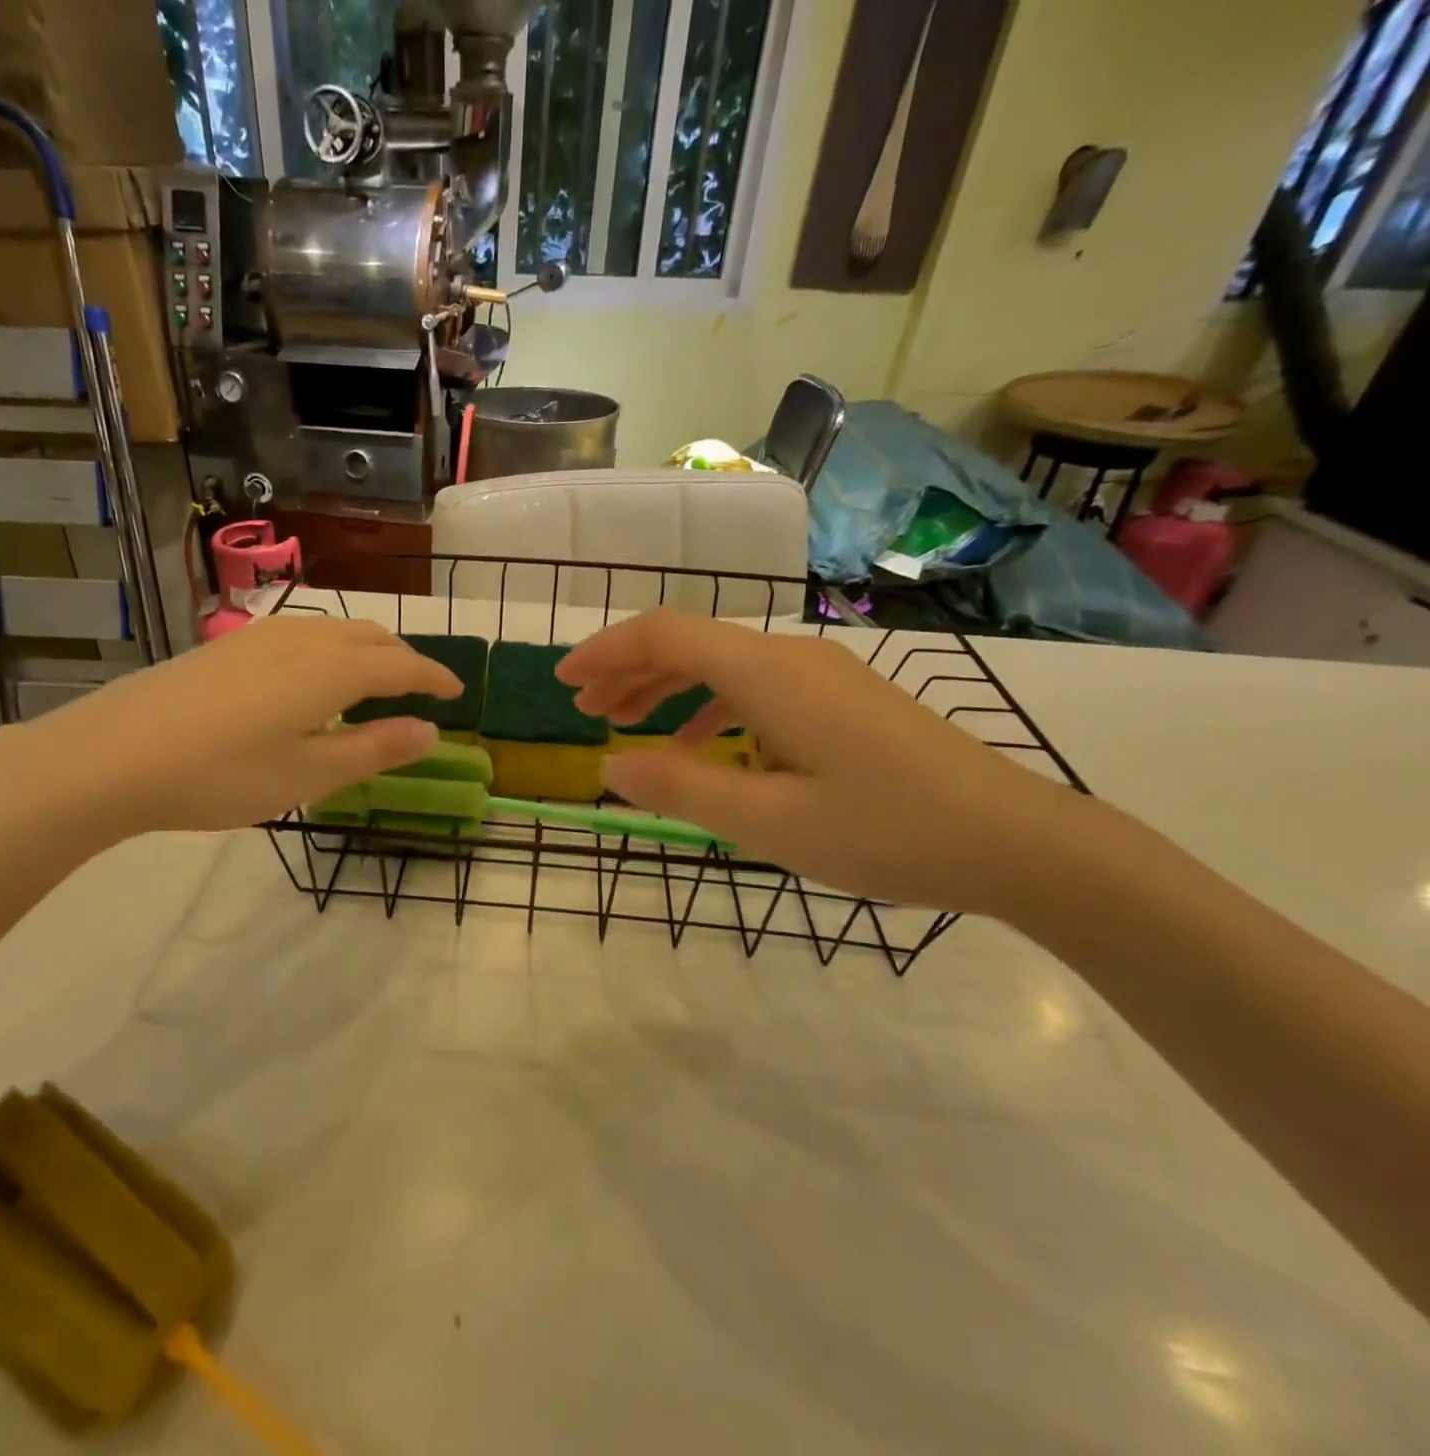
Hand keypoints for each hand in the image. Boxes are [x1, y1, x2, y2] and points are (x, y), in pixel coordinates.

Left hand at [0, 616, 461, 843]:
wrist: (112, 755)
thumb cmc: (221, 774)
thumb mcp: (309, 775)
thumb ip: (374, 750)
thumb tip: (431, 733)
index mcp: (332, 670)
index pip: (402, 666)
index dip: (435, 678)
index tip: (458, 692)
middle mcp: (303, 639)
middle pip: (371, 638)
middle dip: (405, 660)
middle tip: (422, 689)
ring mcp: (261, 636)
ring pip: (335, 631)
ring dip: (367, 651)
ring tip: (375, 683)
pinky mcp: (230, 645)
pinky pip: (303, 635)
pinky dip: (331, 650)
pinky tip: (313, 680)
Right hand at [555, 610, 1092, 913]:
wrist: (1016, 841)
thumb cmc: (886, 831)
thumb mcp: (768, 823)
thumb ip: (680, 789)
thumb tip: (609, 767)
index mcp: (767, 674)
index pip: (665, 634)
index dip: (607, 652)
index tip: (564, 682)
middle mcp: (791, 657)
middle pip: (690, 642)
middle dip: (628, 670)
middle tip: (585, 710)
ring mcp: (821, 675)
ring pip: (721, 663)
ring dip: (666, 687)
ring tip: (625, 724)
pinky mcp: (840, 699)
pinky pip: (755, 687)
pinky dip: (709, 707)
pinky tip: (698, 744)